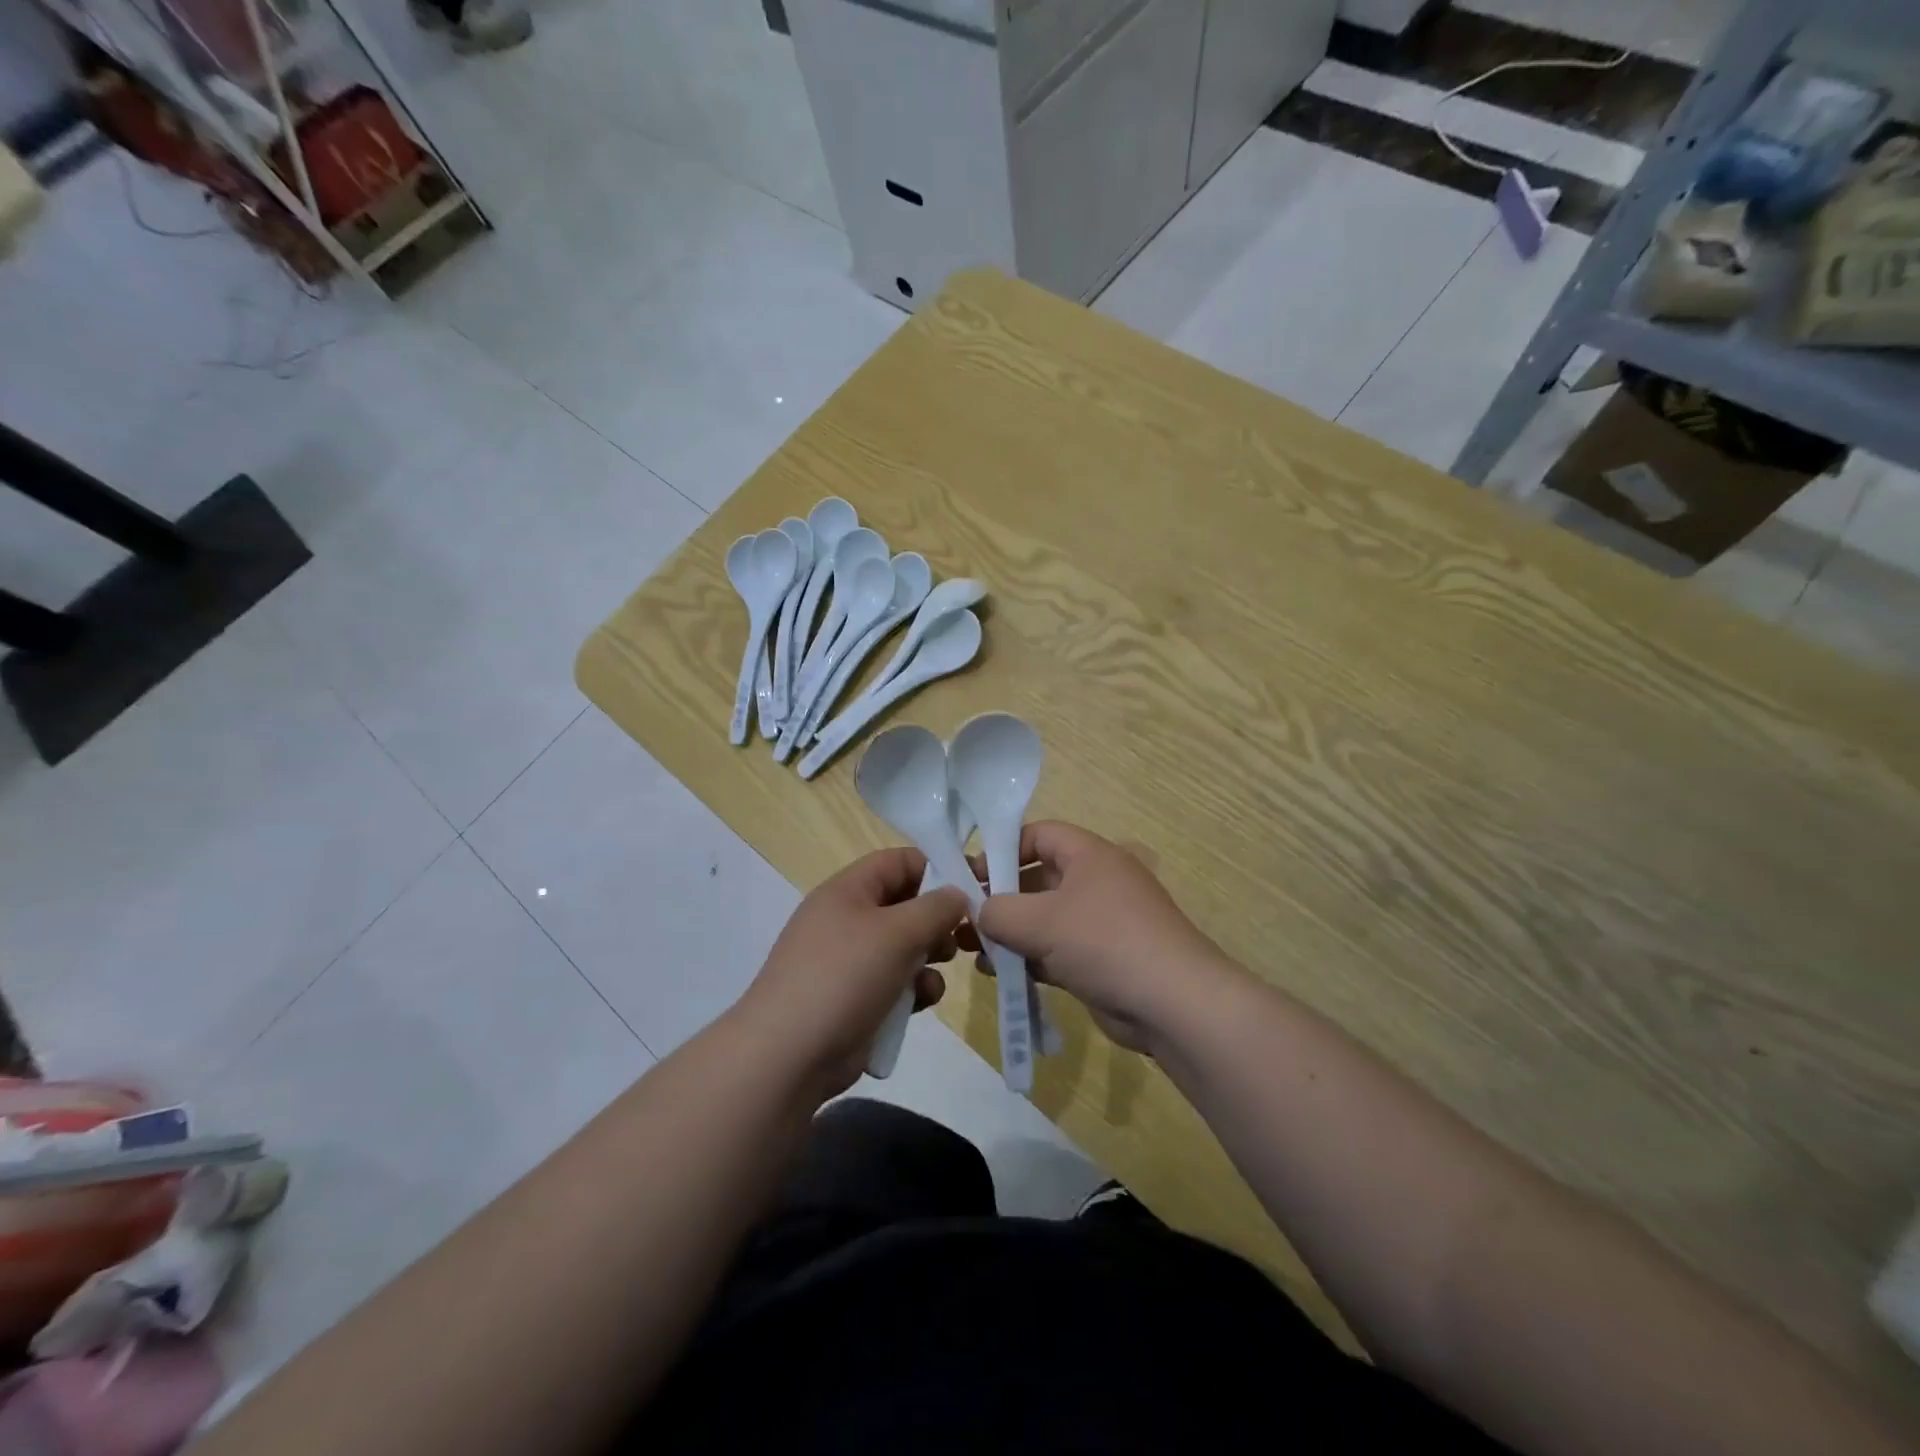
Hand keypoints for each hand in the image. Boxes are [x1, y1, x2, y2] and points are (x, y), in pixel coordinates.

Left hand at [735, 848, 967, 1098]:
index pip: (897, 862)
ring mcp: (850, 962)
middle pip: (905, 904)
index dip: (935, 867)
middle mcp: (848, 919)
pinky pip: (896, 982)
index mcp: (848, 891)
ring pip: (905, 946)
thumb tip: (957, 894)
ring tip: (943, 966)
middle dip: (938, 918)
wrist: (788, 1057)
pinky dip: (914, 988)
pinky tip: (923, 1001)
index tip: (971, 887)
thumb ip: (936, 907)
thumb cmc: (844, 978)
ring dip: (930, 955)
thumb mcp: (897, 933)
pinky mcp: (857, 999)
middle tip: (966, 934)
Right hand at [971, 822, 1241, 1053]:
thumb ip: (999, 912)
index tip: (970, 873)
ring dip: (1009, 933)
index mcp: (1089, 856)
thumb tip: (979, 912)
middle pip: (1038, 879)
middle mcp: (1096, 882)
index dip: (1003, 848)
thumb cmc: (1105, 942)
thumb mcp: (1041, 921)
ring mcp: (1101, 923)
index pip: (1039, 834)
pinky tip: (999, 974)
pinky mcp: (1101, 960)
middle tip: (963, 917)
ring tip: (971, 949)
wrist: (1173, 1004)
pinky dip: (1029, 958)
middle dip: (1000, 897)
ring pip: (1044, 919)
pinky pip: (1056, 951)